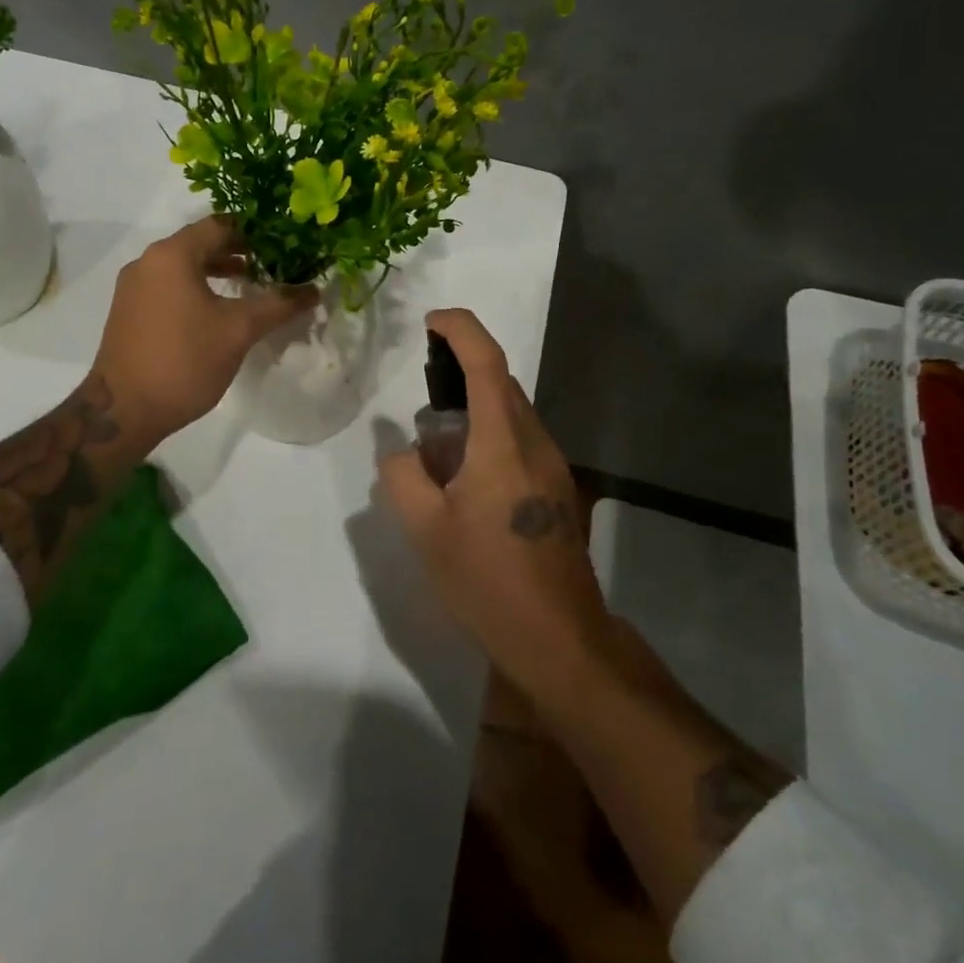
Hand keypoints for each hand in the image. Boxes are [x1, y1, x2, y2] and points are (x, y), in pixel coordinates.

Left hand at [91, 216, 316, 446]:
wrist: (123, 410)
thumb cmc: (184, 360)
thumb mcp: (239, 330)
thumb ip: (278, 304)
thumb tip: (314, 290)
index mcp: (172, 255)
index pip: (220, 225)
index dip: (254, 232)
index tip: (282, 244)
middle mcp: (148, 261)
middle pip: (200, 242)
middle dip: (237, 250)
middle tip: (271, 263)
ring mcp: (134, 287)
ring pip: (183, 265)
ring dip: (216, 270)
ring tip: (248, 283)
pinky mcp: (129, 310)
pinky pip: (168, 285)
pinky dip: (195, 287)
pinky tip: (216, 310)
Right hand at [378, 309, 608, 699]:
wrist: (560, 641)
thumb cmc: (488, 581)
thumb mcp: (425, 530)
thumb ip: (402, 476)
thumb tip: (403, 452)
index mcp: (503, 443)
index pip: (488, 363)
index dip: (461, 330)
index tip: (431, 321)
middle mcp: (536, 444)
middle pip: (502, 384)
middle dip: (462, 373)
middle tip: (422, 400)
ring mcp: (553, 468)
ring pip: (512, 414)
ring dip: (475, 412)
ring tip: (438, 453)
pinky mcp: (559, 492)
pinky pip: (520, 443)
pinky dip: (489, 439)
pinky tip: (465, 483)